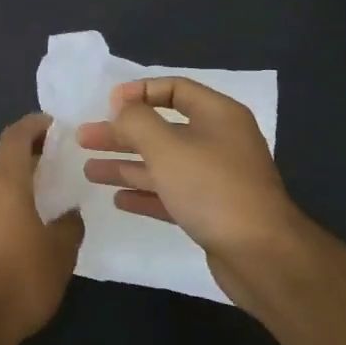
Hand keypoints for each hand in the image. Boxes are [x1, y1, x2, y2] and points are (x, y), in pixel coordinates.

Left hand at [0, 113, 84, 344]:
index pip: (15, 137)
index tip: (52, 125)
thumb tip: (69, 214)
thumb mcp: (59, 253)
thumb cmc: (19, 279)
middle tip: (54, 172)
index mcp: (2, 181)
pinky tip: (15, 235)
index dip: (33, 126)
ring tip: (38, 207)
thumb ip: (68, 225)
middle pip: (2, 163)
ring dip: (12, 190)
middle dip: (27, 163)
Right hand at [77, 78, 306, 312]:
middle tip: (84, 138)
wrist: (261, 255)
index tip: (107, 104)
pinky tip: (118, 199)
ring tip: (89, 171)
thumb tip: (123, 108)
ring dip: (126, 165)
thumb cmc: (211, 188)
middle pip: (162, 129)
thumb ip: (137, 121)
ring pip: (163, 164)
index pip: (175, 89)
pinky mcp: (211, 211)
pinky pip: (171, 194)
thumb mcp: (166, 146)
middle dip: (122, 133)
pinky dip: (145, 193)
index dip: (139, 92)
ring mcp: (216, 178)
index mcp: (217, 115)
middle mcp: (219, 142)